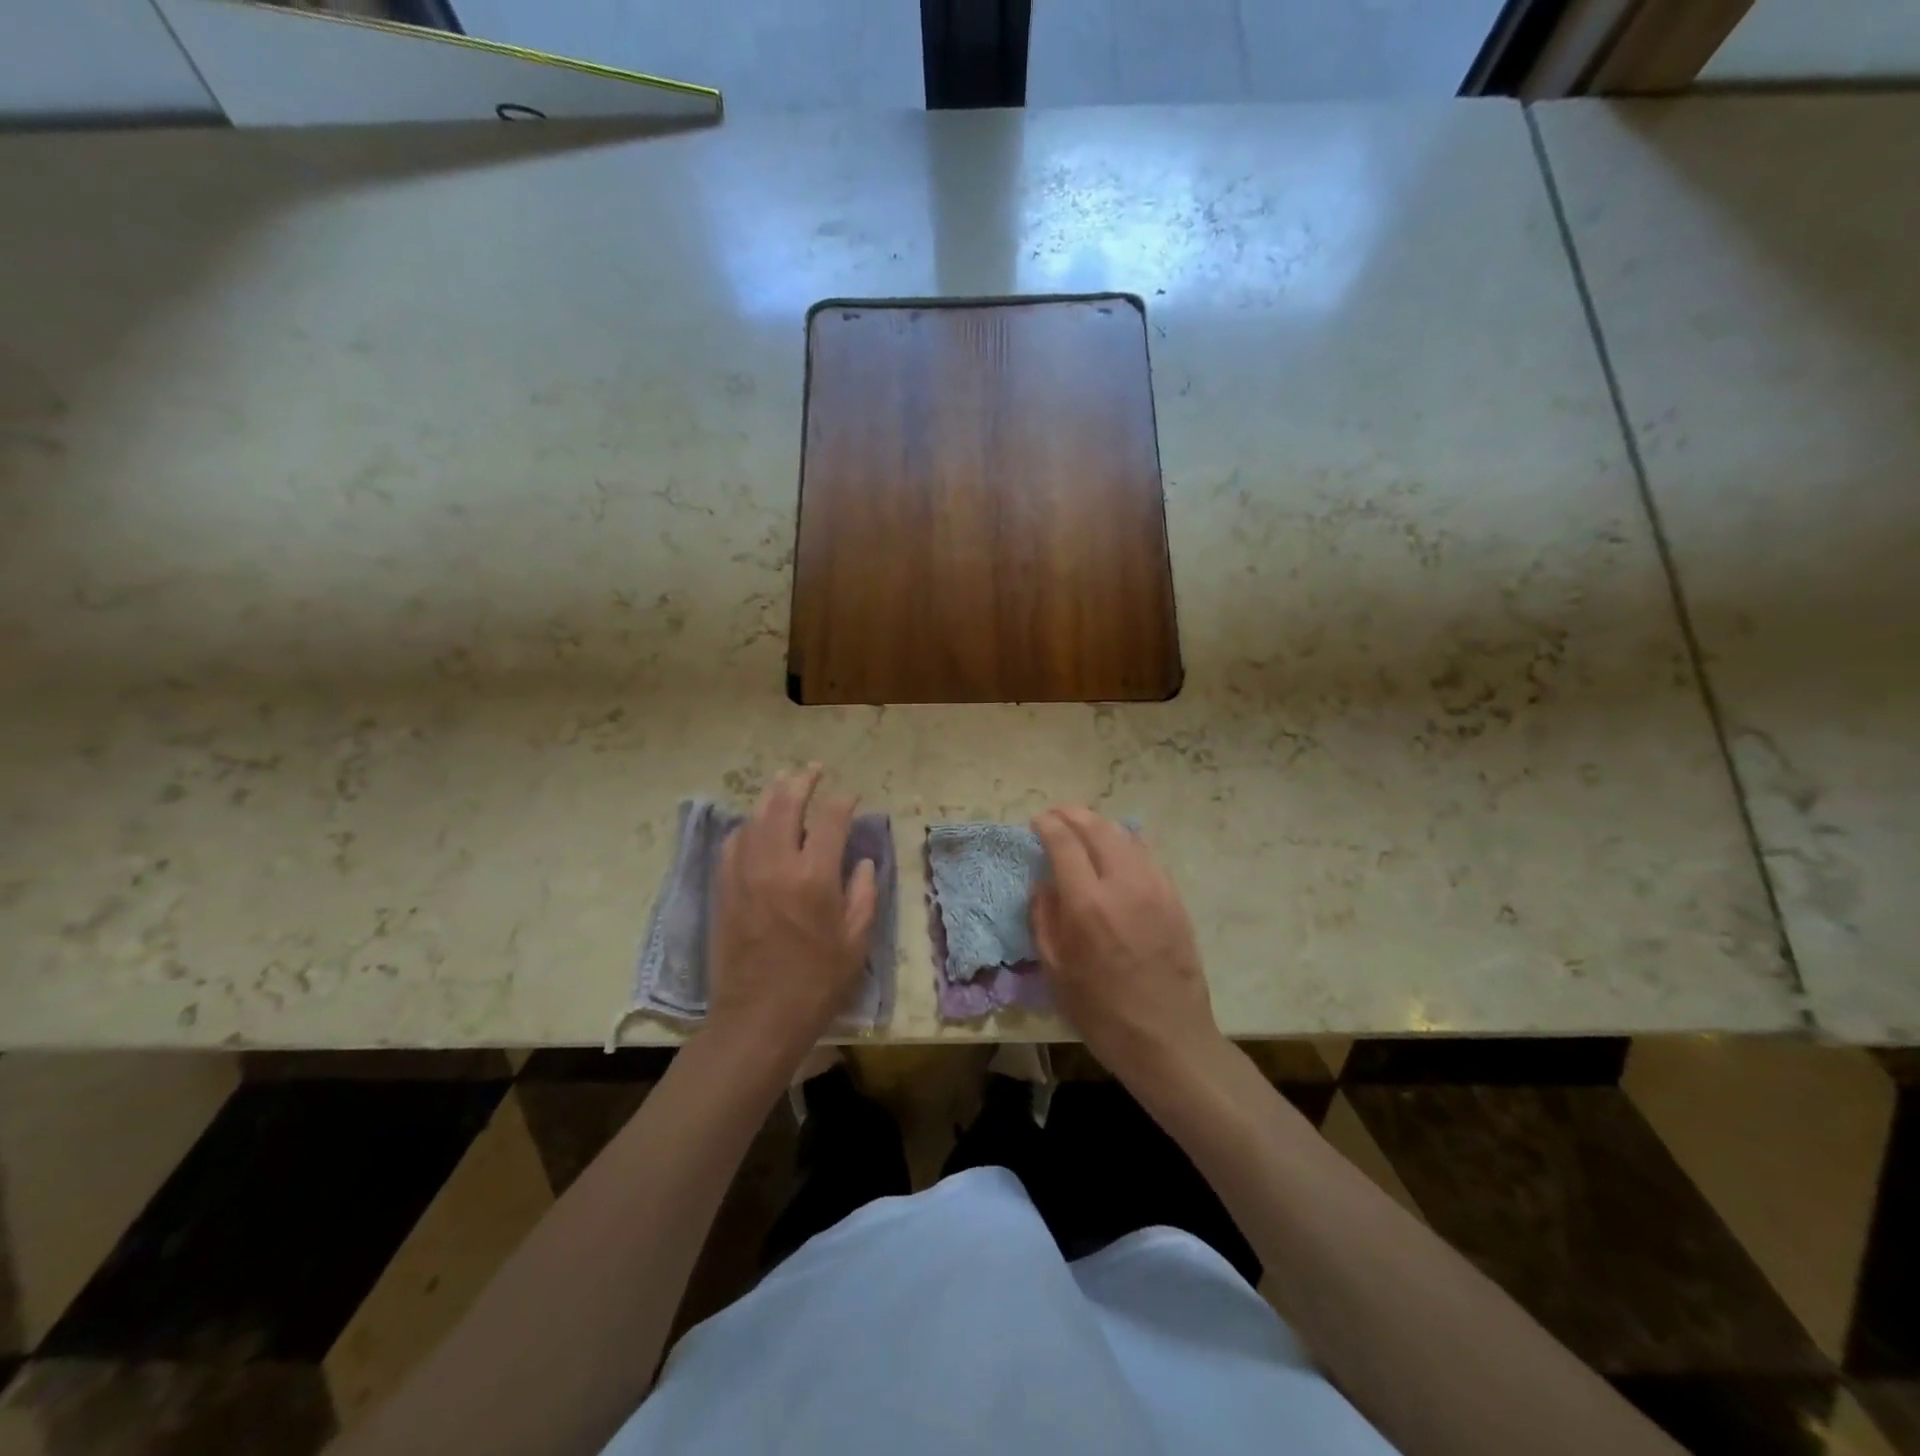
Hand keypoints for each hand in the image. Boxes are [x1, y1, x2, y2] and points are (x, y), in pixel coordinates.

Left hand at [706, 766, 877, 1071]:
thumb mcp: (856, 941)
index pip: (831, 818)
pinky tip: (757, 826)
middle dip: (803, 780)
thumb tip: (859, 861)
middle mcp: (776, 865)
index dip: (843, 801)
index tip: (851, 797)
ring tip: (784, 783)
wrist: (758, 1019)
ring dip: (772, 795)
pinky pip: (733, 843)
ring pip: (755, 817)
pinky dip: (748, 827)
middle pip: (786, 804)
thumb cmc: (817, 983)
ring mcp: (744, 874)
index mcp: (814, 877)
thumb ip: (863, 893)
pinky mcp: (724, 889)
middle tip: (814, 770)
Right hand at [1030, 807, 1224, 1089]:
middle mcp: (1123, 885)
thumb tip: (1044, 884)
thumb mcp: (1055, 971)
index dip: (1048, 826)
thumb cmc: (1102, 1013)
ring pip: (1126, 836)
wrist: (1169, 1039)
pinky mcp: (1175, 899)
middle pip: (1098, 829)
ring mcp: (1155, 889)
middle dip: (1073, 815)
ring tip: (1084, 828)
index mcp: (1088, 905)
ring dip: (1101, 825)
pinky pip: (1148, 856)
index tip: (1037, 822)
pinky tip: (1118, 850)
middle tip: (1057, 815)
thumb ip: (1044, 919)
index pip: (1064, 843)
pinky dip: (1126, 843)